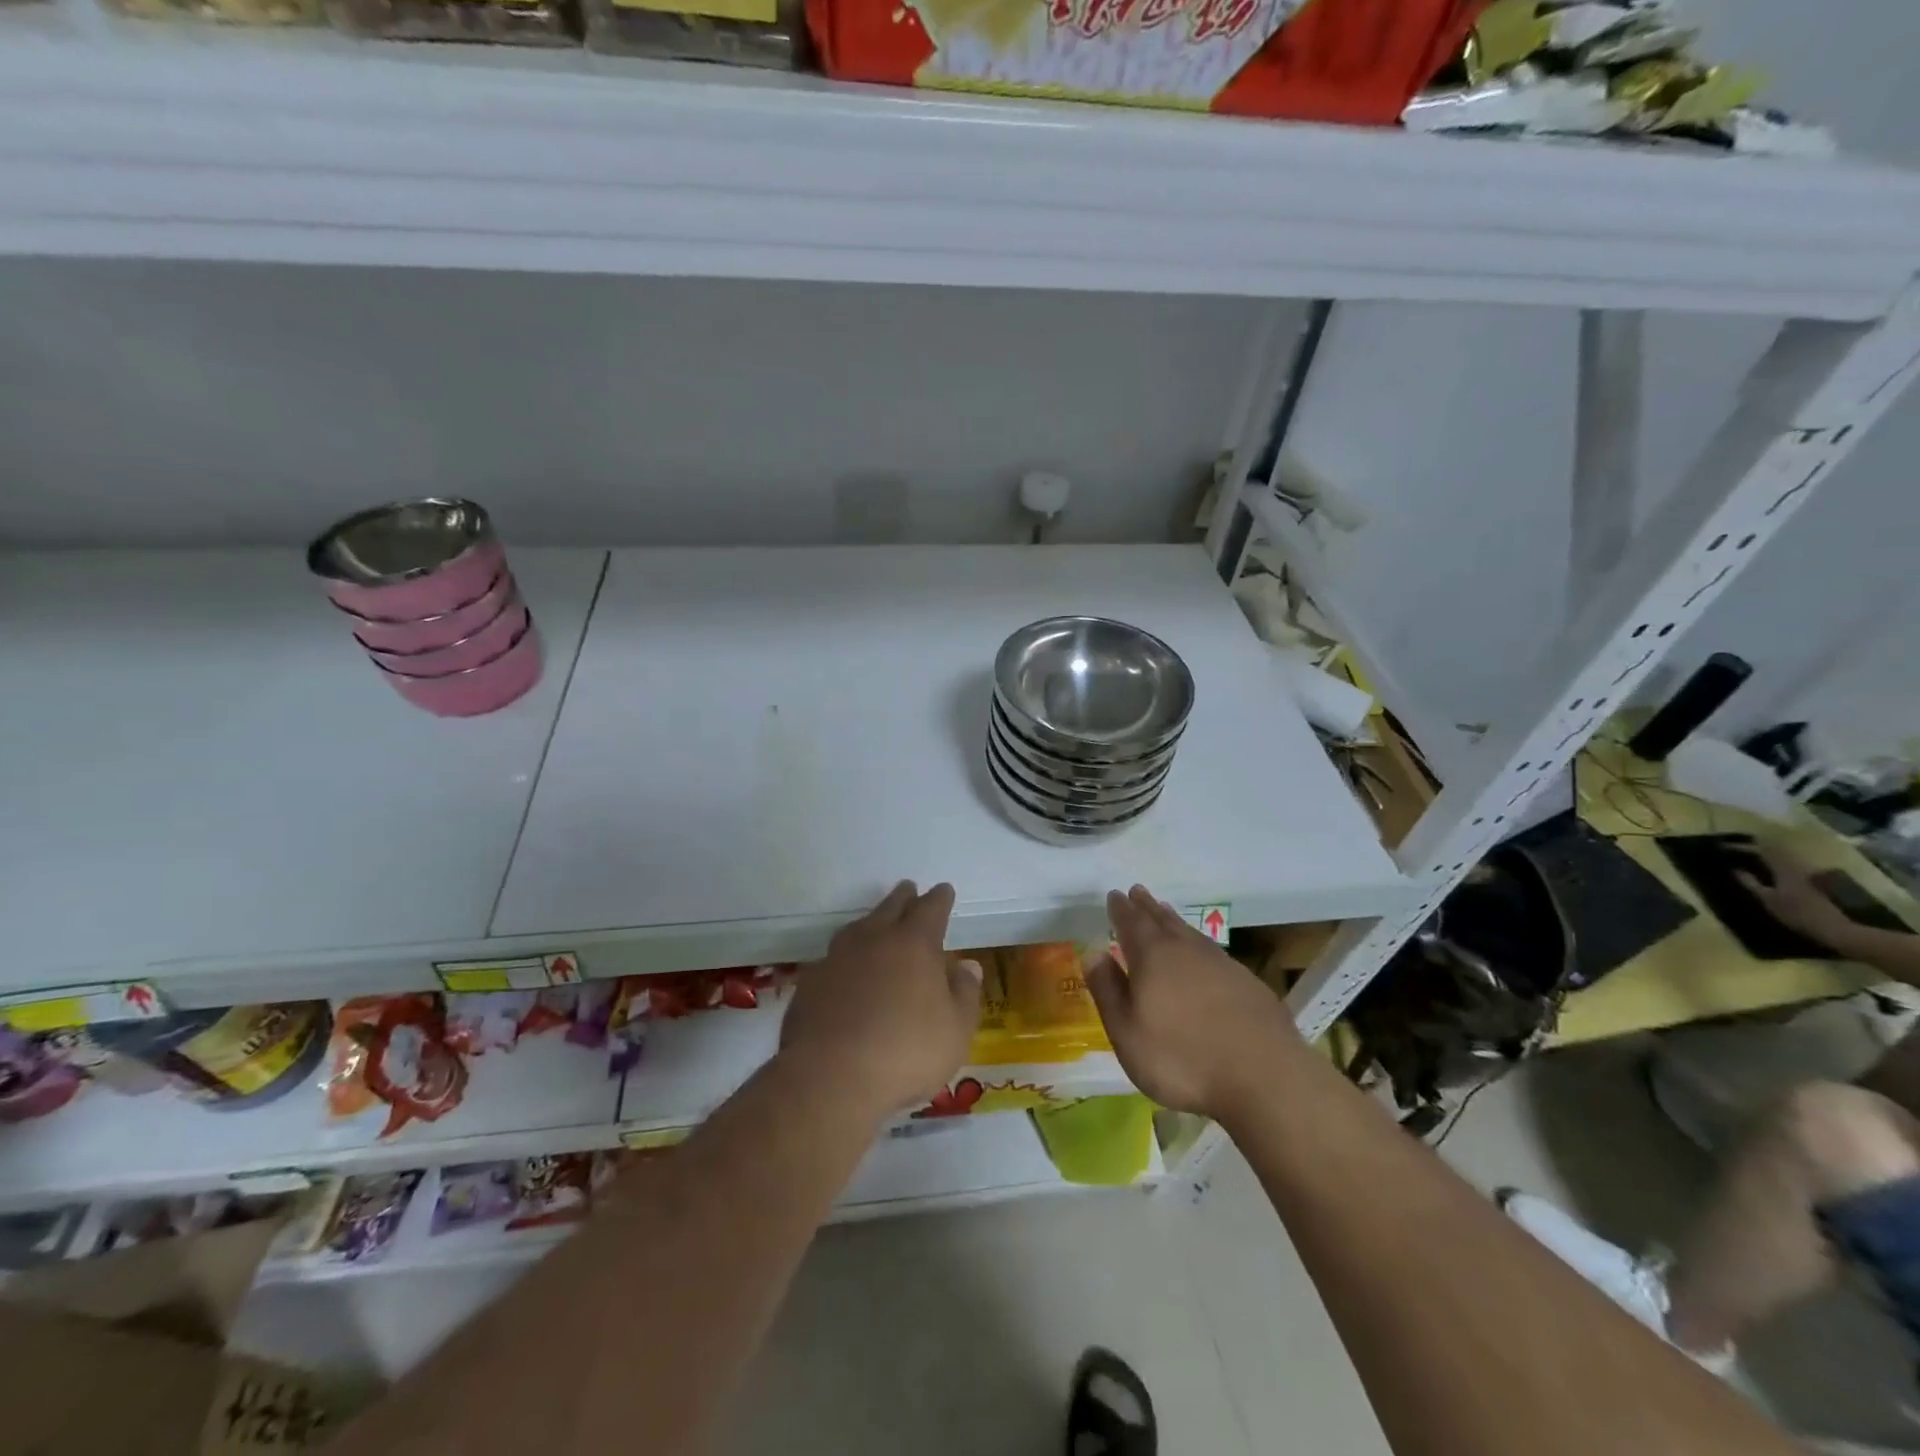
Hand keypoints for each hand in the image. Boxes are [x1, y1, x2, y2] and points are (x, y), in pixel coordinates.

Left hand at [781, 881, 982, 1117]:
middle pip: (891, 907)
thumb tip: (967, 965)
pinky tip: (847, 970)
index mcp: (914, 944)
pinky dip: (846, 957)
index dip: (940, 898)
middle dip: (903, 897)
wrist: (829, 1077)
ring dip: (872, 921)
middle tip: (909, 889)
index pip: (931, 909)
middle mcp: (874, 939)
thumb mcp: (955, 1031)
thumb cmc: (905, 1052)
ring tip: (877, 923)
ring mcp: (837, 958)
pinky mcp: (810, 982)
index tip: (944, 890)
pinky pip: (834, 958)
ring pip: (858, 927)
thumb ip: (964, 994)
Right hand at [1084, 885, 1298, 1119]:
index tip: (1114, 895)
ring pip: (1190, 933)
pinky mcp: (1248, 983)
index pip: (1131, 923)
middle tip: (1138, 891)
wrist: (1264, 1078)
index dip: (1120, 909)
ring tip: (1165, 912)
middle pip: (1162, 920)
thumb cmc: (1181, 1058)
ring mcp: (1222, 964)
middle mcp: (1186, 950)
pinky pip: (1213, 951)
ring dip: (1174, 921)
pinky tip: (1202, 954)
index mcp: (1152, 957)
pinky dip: (1199, 944)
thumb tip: (1093, 952)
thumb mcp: (1127, 1032)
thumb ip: (1108, 990)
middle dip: (1147, 907)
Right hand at [1735, 847, 1849, 944]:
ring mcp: (1808, 873)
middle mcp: (1797, 866)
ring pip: (1785, 856)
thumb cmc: (1796, 914)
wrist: (1835, 928)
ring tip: (1754, 855)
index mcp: (1784, 868)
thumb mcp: (1768, 900)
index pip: (1761, 850)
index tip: (1724, 847)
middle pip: (1776, 850)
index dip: (1741, 847)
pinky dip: (1779, 862)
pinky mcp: (1815, 880)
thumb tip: (1735, 869)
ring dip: (1769, 853)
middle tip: (1739, 847)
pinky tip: (1773, 868)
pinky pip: (1792, 864)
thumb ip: (1750, 883)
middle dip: (1757, 846)